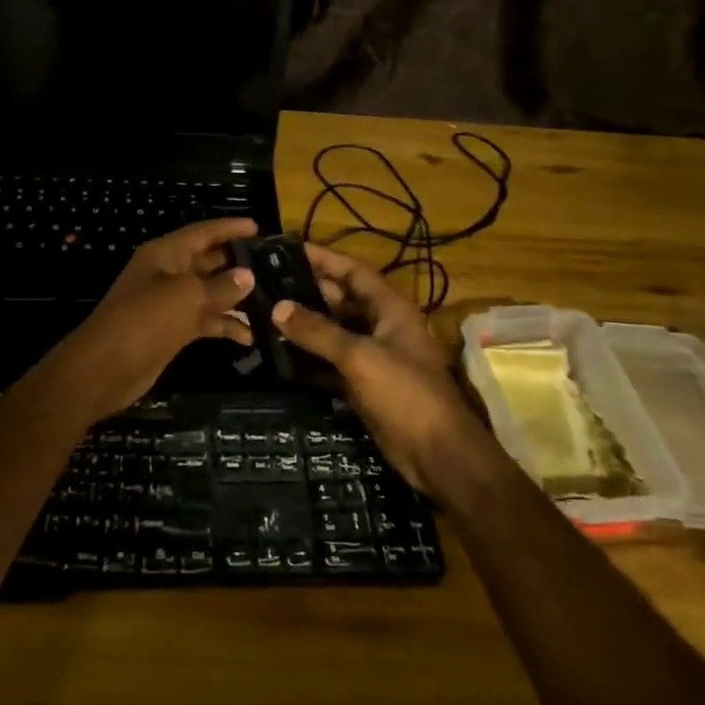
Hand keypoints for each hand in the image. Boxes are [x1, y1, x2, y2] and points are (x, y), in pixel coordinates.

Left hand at [48, 219, 258, 419]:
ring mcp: (170, 303)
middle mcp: (168, 273)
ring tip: (271, 302)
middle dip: (238, 263)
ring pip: (209, 293)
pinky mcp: (173, 330)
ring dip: (236, 298)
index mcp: (165, 254)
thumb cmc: (143, 320)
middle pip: (208, 261)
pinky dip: (224, 326)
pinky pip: (205, 320)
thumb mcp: (185, 297)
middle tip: (275, 266)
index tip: (259, 227)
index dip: (229, 228)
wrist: (104, 368)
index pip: (202, 233)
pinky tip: (249, 337)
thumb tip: (248, 275)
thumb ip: (220, 286)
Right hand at [271, 243, 488, 493]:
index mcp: (390, 308)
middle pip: (341, 299)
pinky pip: (332, 361)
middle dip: (307, 290)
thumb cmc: (405, 394)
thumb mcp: (359, 357)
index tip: (286, 249)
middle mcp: (382, 326)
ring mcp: (374, 356)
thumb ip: (318, 331)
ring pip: (334, 331)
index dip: (322, 257)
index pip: (352, 270)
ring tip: (265, 314)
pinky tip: (280, 354)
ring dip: (305, 325)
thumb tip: (278, 307)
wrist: (439, 455)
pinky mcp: (365, 384)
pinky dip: (309, 357)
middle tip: (266, 284)